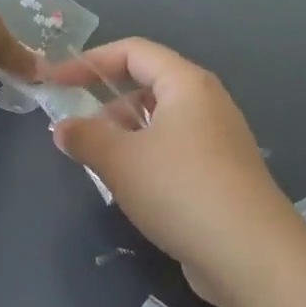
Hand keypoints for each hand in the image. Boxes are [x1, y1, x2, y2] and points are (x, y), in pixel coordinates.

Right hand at [51, 38, 298, 300]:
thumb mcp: (120, 159)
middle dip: (106, 102)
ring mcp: (218, 140)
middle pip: (148, 85)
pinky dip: (146, 157)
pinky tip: (130, 186)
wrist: (250, 254)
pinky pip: (174, 150)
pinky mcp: (222, 174)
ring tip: (97, 161)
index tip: (55, 81)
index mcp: (186, 83)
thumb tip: (62, 127)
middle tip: (75, 129)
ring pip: (160, 121)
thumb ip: (85, 137)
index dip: (89, 61)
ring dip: (124, 134)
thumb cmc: (180, 188)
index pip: (132, 51)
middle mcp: (206, 103)